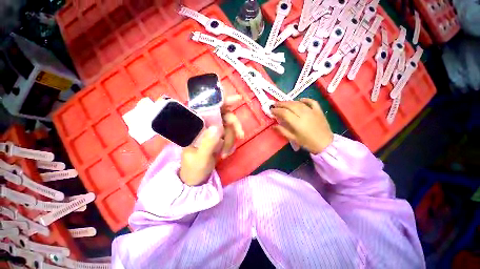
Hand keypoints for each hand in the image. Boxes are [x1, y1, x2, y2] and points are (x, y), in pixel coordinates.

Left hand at [180, 95, 243, 185]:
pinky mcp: (216, 139)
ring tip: (226, 154)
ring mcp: (210, 132)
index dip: (221, 100)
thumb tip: (218, 127)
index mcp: (194, 126)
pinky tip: (226, 153)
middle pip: (222, 114)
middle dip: (233, 124)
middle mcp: (202, 125)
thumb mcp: (200, 158)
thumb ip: (208, 143)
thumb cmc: (193, 169)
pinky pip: (229, 135)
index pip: (207, 107)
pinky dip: (231, 144)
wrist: (195, 181)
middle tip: (241, 135)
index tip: (237, 100)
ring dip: (231, 139)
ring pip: (228, 126)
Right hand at [271, 98, 332, 153]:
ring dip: (290, 102)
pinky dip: (305, 99)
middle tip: (275, 104)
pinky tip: (300, 100)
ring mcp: (312, 111)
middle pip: (290, 105)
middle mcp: (304, 114)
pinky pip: (311, 101)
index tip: (271, 110)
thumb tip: (273, 125)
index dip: (276, 110)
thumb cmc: (309, 143)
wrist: (325, 144)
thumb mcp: (295, 139)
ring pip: (298, 103)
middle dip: (281, 104)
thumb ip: (283, 131)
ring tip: (284, 103)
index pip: (284, 112)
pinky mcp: (318, 110)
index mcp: (297, 122)